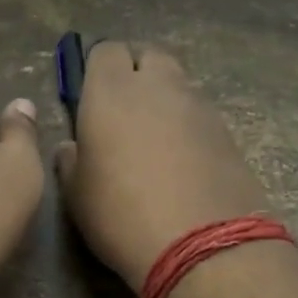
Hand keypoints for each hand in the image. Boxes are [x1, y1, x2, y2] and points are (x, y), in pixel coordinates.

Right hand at [54, 42, 270, 290]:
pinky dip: (188, 125)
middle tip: (123, 110)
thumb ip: (70, 160)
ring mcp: (199, 106)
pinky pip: (200, 113)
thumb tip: (73, 146)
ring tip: (154, 139)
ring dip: (164, 99)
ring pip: (177, 84)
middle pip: (148, 55)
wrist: (204, 246)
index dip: (97, 69)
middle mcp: (158, 86)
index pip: (105, 51)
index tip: (91, 96)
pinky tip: (182, 160)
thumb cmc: (122, 216)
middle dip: (136, 72)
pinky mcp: (227, 131)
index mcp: (112, 91)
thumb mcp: (76, 194)